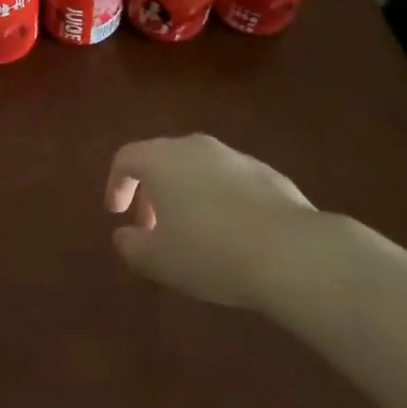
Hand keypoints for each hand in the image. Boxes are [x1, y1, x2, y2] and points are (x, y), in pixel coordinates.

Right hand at [105, 134, 353, 310]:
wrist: (290, 251)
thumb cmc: (211, 252)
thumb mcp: (160, 261)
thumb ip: (132, 247)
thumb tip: (124, 236)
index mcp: (161, 159)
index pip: (126, 158)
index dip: (117, 184)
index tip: (118, 214)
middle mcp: (194, 146)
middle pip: (161, 159)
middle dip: (151, 191)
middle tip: (152, 228)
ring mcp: (233, 156)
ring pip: (198, 168)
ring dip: (187, 194)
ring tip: (194, 233)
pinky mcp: (266, 172)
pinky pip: (230, 181)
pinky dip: (220, 200)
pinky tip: (233, 234)